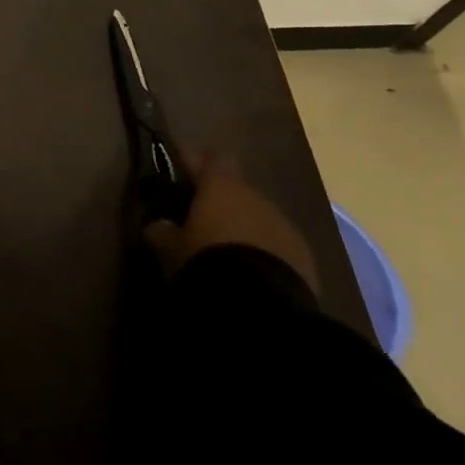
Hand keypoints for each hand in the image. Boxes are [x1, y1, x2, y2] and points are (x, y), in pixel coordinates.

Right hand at [142, 154, 318, 292]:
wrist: (263, 307)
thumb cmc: (208, 261)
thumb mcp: (171, 247)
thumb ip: (162, 230)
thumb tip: (157, 224)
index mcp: (222, 184)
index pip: (211, 158)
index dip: (197, 164)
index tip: (182, 175)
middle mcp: (256, 196)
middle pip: (237, 189)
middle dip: (222, 202)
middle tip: (202, 221)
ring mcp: (285, 226)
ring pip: (259, 217)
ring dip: (245, 228)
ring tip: (228, 253)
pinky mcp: (306, 258)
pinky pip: (278, 246)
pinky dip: (265, 253)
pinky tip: (253, 274)